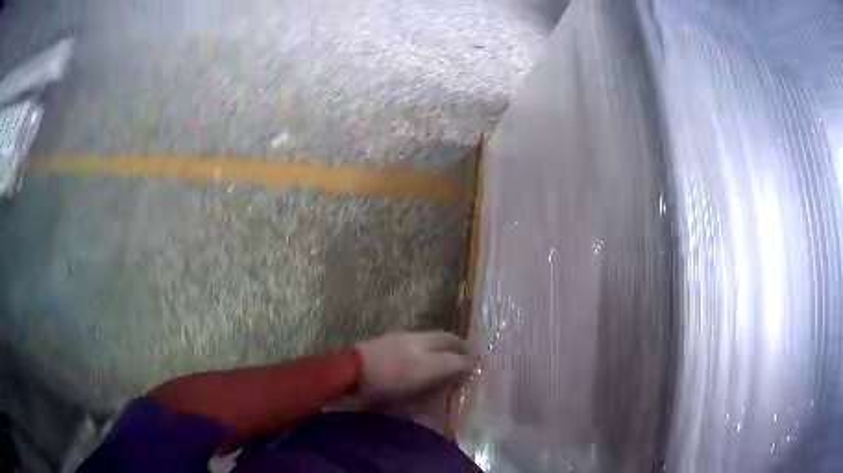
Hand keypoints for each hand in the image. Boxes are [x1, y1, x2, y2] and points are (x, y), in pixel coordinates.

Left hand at [356, 331, 474, 399]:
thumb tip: (473, 359)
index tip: (475, 357)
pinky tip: (416, 369)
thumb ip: (452, 363)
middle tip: (461, 362)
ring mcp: (393, 343)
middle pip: (436, 340)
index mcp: (423, 339)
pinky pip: (407, 354)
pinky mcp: (380, 354)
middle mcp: (410, 336)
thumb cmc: (394, 373)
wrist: (353, 372)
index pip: (451, 339)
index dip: (465, 347)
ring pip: (421, 346)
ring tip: (441, 367)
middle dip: (451, 348)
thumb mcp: (429, 369)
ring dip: (435, 354)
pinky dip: (419, 360)